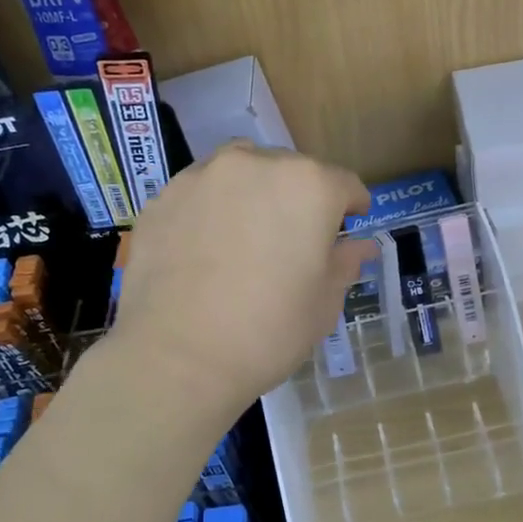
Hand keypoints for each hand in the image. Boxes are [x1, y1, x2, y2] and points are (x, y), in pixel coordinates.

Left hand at [111, 142, 376, 415]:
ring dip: (252, 195)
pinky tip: (204, 250)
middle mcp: (256, 164)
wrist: (177, 357)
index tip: (348, 228)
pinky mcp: (163, 197)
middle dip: (298, 200)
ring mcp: (203, 176)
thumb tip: (360, 245)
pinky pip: (200, 194)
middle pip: (290, 172)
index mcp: (309, 185)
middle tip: (292, 242)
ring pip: (241, 173)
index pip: (344, 185)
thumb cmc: (268, 331)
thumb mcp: (323, 303)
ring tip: (245, 237)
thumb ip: (344, 262)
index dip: (351, 207)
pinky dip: (210, 211)